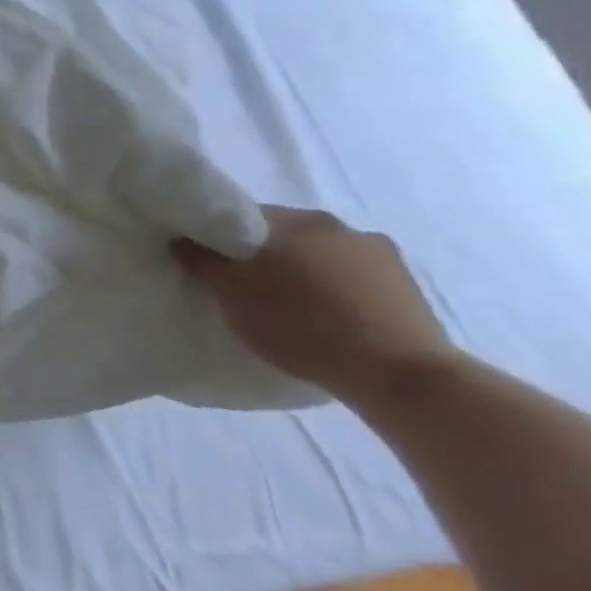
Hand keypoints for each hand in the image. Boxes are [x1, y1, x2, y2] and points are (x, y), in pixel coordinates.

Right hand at [174, 206, 458, 402]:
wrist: (398, 374)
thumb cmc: (300, 324)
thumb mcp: (230, 293)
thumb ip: (200, 259)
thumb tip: (183, 239)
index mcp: (294, 219)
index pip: (239, 216)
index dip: (216, 239)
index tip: (205, 265)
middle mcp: (338, 224)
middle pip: (282, 236)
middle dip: (259, 256)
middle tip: (240, 289)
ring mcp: (380, 254)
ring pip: (319, 257)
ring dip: (300, 274)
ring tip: (285, 309)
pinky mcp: (407, 287)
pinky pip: (352, 281)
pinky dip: (333, 293)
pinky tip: (324, 321)